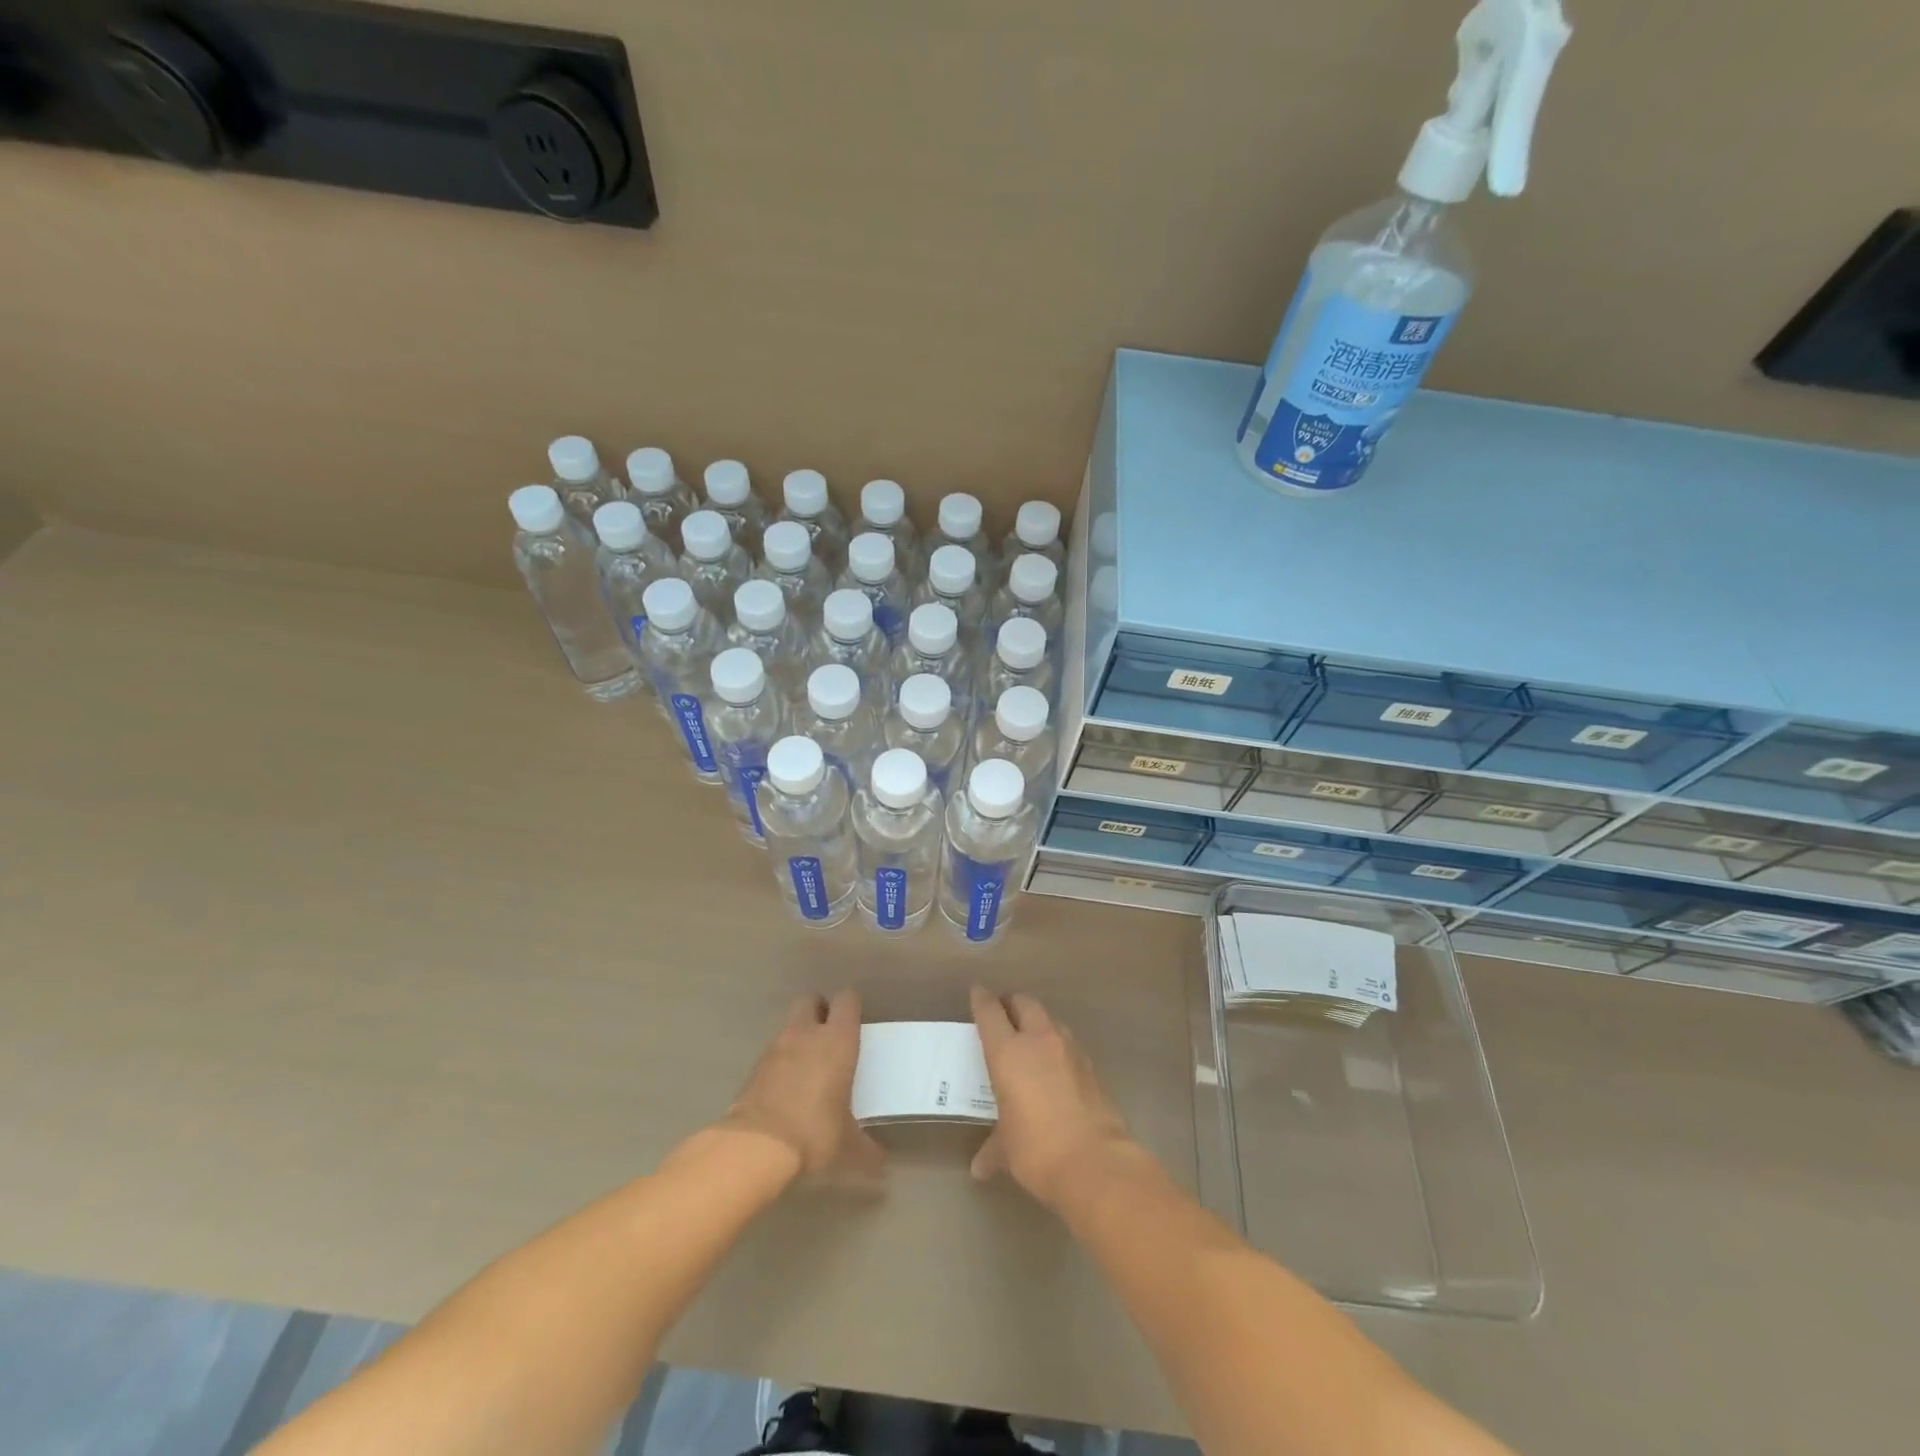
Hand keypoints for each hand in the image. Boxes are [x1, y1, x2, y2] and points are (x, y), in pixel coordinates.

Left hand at [723, 992, 883, 1182]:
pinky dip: (781, 1061)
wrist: (755, 1147)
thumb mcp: (849, 1147)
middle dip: (820, 1011)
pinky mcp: (754, 1067)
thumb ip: (868, 1149)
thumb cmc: (814, 1133)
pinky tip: (787, 1087)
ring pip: (790, 1025)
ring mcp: (776, 1047)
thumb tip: (880, 1160)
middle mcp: (806, 1034)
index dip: (851, 1006)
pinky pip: (772, 1052)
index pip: (847, 1000)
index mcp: (837, 1040)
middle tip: (830, 1035)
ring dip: (799, 1036)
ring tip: (809, 1065)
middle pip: (811, 1000)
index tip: (856, 1022)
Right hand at [970, 987, 1143, 1209]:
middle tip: (1004, 1014)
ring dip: (1038, 1023)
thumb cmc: (1037, 1150)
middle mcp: (1039, 1040)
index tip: (977, 992)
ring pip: (1050, 1020)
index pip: (990, 1012)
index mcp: (1008, 1052)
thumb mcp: (1007, 1150)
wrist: (1095, 1162)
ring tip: (1030, 1040)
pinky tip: (1056, 1068)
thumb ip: (993, 1149)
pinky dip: (1058, 1047)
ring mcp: (1070, 1049)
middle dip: (1012, 1004)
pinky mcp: (1092, 1065)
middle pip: (1024, 1003)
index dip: (982, 999)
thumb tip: (980, 1168)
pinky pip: (1069, 1044)